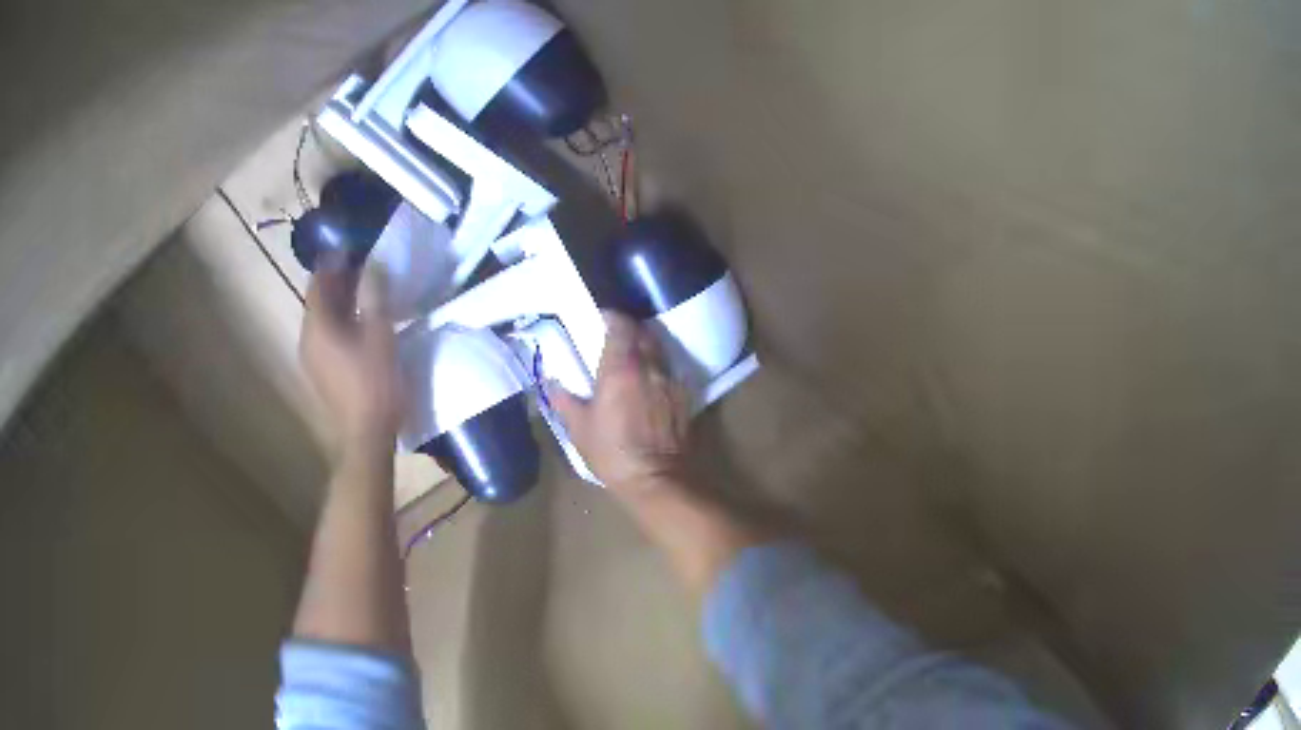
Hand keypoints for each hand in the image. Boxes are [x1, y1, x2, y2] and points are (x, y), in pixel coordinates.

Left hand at [300, 258, 400, 451]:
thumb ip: (374, 296)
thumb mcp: (379, 334)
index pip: (318, 282)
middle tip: (363, 266)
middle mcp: (308, 339)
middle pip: (318, 301)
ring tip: (366, 292)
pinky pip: (327, 337)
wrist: (365, 436)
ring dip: (341, 303)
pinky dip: (340, 323)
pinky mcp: (321, 374)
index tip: (354, 248)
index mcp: (317, 326)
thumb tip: (372, 267)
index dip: (334, 262)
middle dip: (338, 281)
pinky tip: (361, 325)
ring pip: (322, 320)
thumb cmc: (374, 383)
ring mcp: (312, 359)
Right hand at [547, 312, 690, 498]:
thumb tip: (552, 382)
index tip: (601, 319)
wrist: (657, 479)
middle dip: (630, 328)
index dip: (612, 317)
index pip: (621, 325)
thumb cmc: (612, 454)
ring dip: (646, 345)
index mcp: (620, 368)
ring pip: (660, 349)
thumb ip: (565, 400)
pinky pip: (671, 370)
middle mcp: (649, 366)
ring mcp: (670, 380)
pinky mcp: (684, 397)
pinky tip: (650, 381)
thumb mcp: (579, 429)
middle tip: (615, 336)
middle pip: (644, 332)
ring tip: (633, 356)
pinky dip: (659, 366)